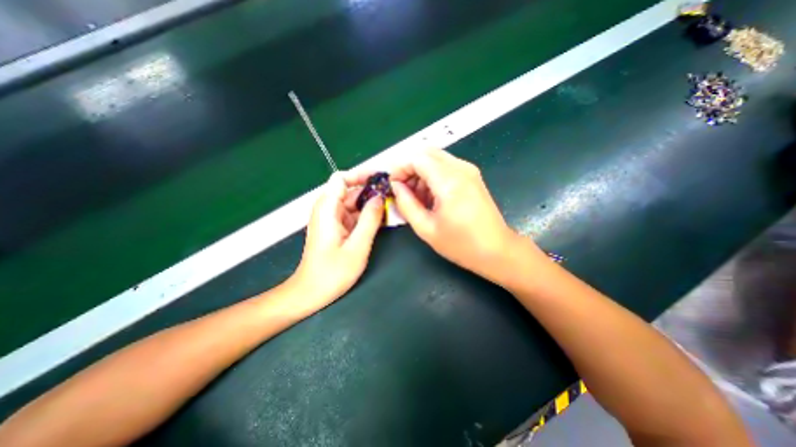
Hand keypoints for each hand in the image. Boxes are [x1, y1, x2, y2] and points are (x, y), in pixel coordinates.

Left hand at [288, 172, 383, 313]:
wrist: (310, 293)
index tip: (381, 179)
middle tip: (393, 195)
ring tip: (391, 206)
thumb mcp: (357, 246)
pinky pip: (353, 214)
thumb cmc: (332, 273)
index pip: (341, 179)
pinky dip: (366, 215)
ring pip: (353, 202)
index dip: (361, 175)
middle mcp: (327, 209)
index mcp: (327, 209)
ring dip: (370, 203)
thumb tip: (380, 197)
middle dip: (371, 190)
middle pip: (349, 190)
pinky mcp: (336, 228)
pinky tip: (381, 219)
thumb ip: (370, 220)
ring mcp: (331, 219)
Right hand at [390, 150, 526, 280]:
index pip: (417, 158)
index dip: (400, 168)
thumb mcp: (426, 228)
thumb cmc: (460, 244)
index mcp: (449, 181)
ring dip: (421, 172)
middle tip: (403, 190)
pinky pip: (446, 166)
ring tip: (416, 197)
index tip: (392, 185)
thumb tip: (396, 187)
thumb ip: (406, 204)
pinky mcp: (473, 176)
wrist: (496, 250)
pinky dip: (433, 175)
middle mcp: (461, 168)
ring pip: (436, 158)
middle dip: (409, 168)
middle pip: (426, 153)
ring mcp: (469, 170)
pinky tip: (431, 196)